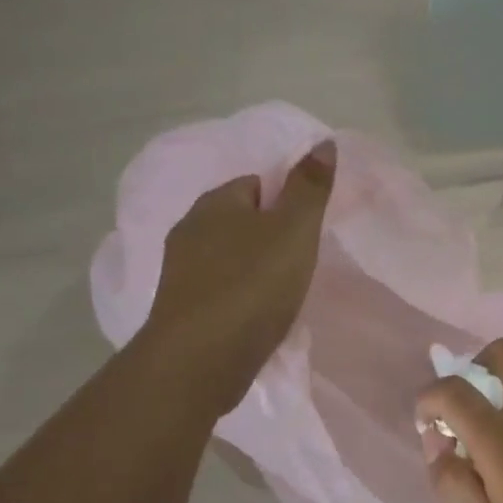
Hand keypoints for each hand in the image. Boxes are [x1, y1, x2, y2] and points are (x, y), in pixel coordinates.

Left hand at [141, 141, 336, 413]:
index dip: (284, 202)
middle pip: (239, 221)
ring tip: (281, 294)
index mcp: (215, 203)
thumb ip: (309, 187)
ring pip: (227, 257)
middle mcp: (189, 229)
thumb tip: (322, 141)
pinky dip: (239, 298)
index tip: (306, 231)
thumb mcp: (293, 230)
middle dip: (268, 237)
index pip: (255, 183)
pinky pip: (219, 290)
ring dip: (253, 269)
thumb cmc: (251, 287)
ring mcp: (180, 272)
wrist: (199, 361)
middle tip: (299, 264)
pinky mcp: (181, 310)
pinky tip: (257, 318)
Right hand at [416, 338, 502, 502]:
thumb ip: (455, 486)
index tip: (427, 423)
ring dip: (502, 376)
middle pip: (501, 351)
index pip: (453, 390)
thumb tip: (437, 449)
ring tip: (495, 418)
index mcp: (502, 442)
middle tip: (466, 405)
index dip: (428, 399)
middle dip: (473, 367)